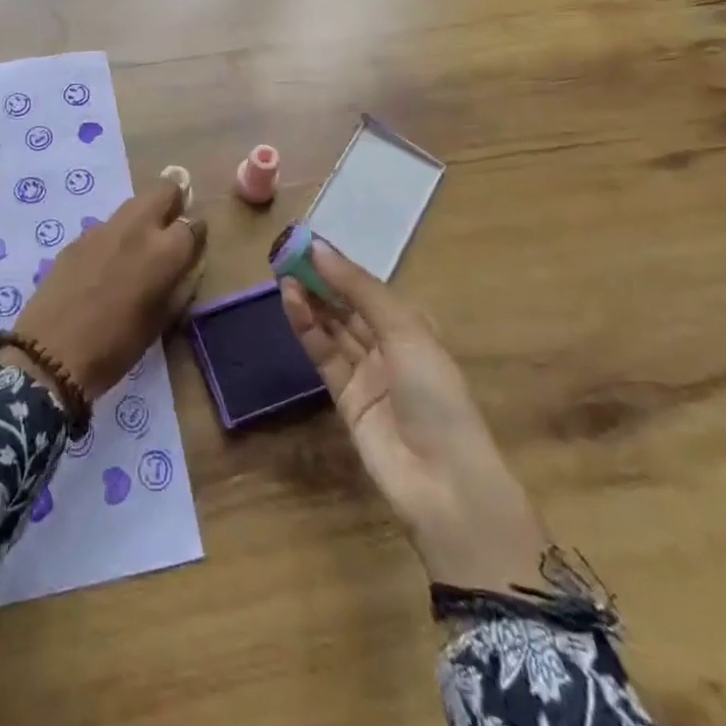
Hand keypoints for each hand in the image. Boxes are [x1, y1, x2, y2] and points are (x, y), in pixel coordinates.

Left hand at [1, 176, 204, 398]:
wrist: (51, 355)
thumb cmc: (116, 348)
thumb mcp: (160, 321)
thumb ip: (178, 285)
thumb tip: (183, 266)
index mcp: (164, 251)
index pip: (193, 223)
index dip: (196, 234)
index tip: (193, 246)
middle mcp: (137, 228)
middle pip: (163, 189)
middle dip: (173, 200)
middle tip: (170, 226)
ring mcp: (103, 228)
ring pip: (134, 203)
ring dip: (143, 216)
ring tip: (138, 248)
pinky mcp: (78, 237)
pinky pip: (107, 226)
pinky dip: (115, 236)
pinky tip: (106, 265)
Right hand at [281, 242, 547, 591]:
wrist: (443, 483)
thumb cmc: (435, 394)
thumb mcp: (405, 330)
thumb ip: (359, 289)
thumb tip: (319, 248)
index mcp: (413, 326)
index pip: (370, 288)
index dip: (341, 266)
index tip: (309, 242)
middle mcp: (389, 345)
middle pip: (348, 305)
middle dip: (321, 280)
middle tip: (287, 253)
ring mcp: (366, 372)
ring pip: (332, 327)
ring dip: (310, 299)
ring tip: (283, 272)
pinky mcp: (343, 397)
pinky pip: (322, 353)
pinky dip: (306, 327)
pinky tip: (291, 301)